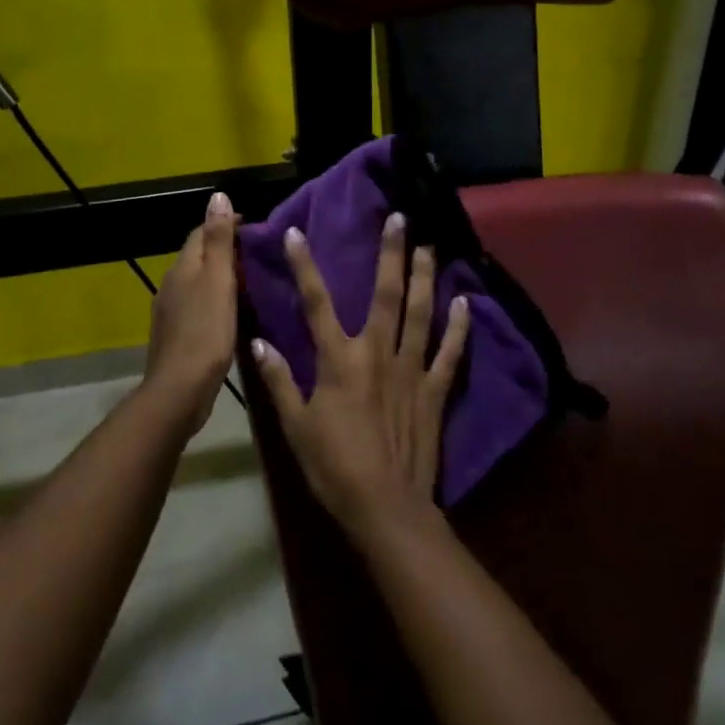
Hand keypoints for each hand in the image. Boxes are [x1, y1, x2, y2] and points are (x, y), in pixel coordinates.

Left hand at [144, 191, 239, 421]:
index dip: (225, 224)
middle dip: (224, 249)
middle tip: (258, 255)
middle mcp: (172, 284)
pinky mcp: (178, 334)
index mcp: (183, 267)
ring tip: (250, 281)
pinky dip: (215, 300)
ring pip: (198, 282)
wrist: (180, 389)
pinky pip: (198, 305)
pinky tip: (232, 312)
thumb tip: (217, 196)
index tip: (254, 229)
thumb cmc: (206, 332)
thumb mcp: (218, 281)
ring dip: (220, 276)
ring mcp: (171, 310)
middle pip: (198, 256)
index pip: (201, 233)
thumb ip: (219, 240)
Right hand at [252, 212, 470, 544]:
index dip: (305, 266)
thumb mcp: (294, 426)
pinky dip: (460, 327)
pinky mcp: (434, 390)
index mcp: (339, 360)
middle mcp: (377, 353)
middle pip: (384, 294)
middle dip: (390, 254)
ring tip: (429, 246)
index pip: (317, 303)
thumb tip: (258, 340)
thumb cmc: (333, 466)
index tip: (298, 233)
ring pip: (420, 313)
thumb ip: (278, 380)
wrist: (384, 506)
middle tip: (400, 219)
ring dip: (425, 277)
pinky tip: (466, 302)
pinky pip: (450, 352)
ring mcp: (411, 369)